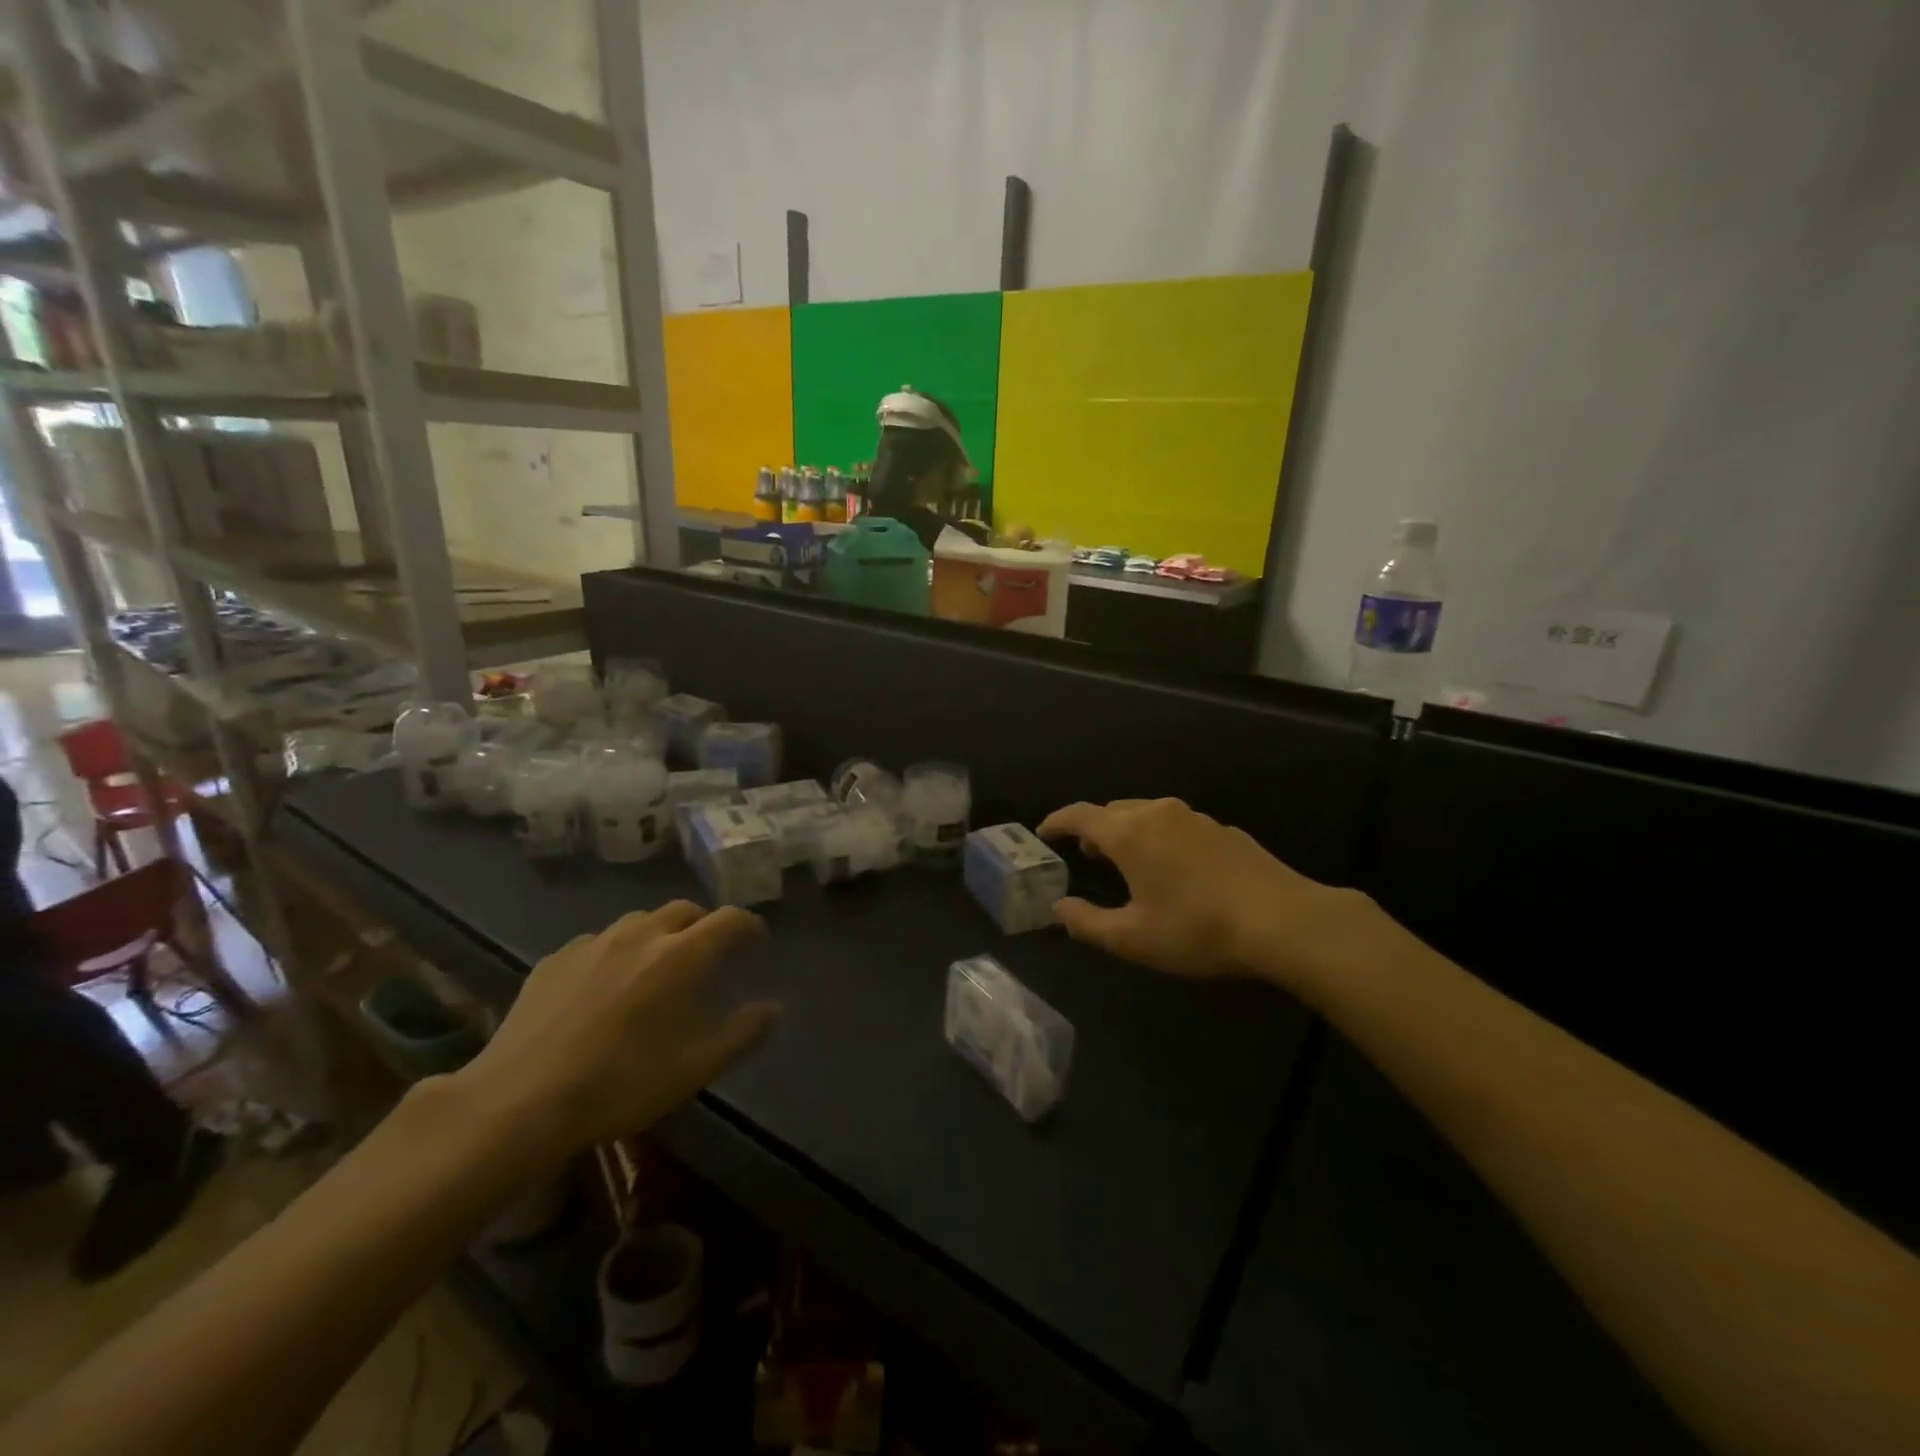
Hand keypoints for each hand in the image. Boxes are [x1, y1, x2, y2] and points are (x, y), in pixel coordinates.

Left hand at [447, 902, 779, 1156]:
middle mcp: (641, 935)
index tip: (756, 941)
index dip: (749, 925)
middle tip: (708, 954)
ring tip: (657, 965)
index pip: (729, 919)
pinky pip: (599, 942)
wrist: (518, 1100)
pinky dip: (616, 952)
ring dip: (660, 933)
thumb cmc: (619, 1084)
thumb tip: (773, 1009)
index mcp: (681, 955)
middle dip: (704, 925)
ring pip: (640, 921)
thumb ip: (741, 1034)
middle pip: (685, 910)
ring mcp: (593, 943)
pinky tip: (604, 984)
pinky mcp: (555, 959)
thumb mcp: (694, 1069)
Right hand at [1038, 798, 1378, 993]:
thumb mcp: (1133, 938)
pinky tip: (1174, 867)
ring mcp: (1194, 817)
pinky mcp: (1222, 829)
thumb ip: (1087, 922)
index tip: (1044, 832)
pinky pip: (1176, 823)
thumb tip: (1059, 908)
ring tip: (1127, 859)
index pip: (1080, 815)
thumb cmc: (1197, 929)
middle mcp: (1157, 814)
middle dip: (1093, 828)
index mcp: (1128, 834)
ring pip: (1146, 813)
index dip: (1057, 821)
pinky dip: (1159, 836)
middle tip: (1085, 854)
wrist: (1282, 920)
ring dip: (1127, 830)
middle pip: (1113, 810)